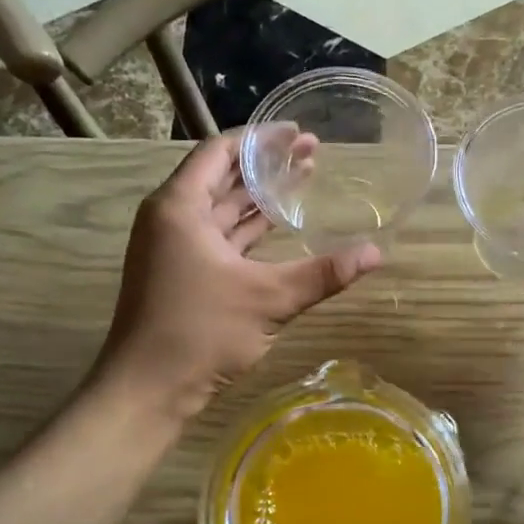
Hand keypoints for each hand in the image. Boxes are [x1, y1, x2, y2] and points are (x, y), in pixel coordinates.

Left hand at [94, 131, 381, 417]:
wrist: (147, 390)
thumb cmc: (200, 333)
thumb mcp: (268, 299)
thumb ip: (322, 274)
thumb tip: (376, 253)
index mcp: (180, 207)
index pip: (221, 152)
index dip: (261, 139)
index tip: (299, 133)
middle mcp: (171, 219)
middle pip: (222, 177)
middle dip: (267, 165)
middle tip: (313, 153)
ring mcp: (173, 248)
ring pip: (221, 209)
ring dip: (259, 197)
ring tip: (304, 180)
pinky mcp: (181, 274)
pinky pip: (219, 237)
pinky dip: (248, 230)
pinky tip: (278, 226)